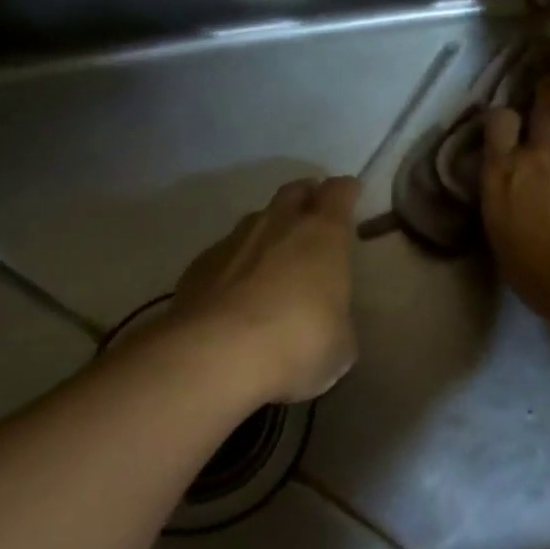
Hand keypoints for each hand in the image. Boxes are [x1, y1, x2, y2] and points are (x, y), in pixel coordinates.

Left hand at [170, 176, 360, 403]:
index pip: (339, 191)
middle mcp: (279, 224)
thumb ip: (338, 322)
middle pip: (295, 191)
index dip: (346, 193)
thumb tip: (330, 324)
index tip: (351, 198)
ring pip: (257, 220)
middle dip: (306, 200)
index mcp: (323, 234)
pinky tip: (236, 295)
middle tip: (313, 223)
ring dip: (269, 233)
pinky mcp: (198, 265)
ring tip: (274, 263)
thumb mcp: (339, 346)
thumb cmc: (296, 343)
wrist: (214, 357)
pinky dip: (235, 265)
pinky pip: (225, 252)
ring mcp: (234, 240)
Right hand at [481, 78, 549, 319]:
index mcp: (503, 171)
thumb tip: (506, 192)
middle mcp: (538, 153)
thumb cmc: (531, 268)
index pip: (499, 122)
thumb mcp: (498, 234)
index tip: (506, 118)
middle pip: (544, 107)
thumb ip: (502, 201)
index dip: (503, 115)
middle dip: (547, 89)